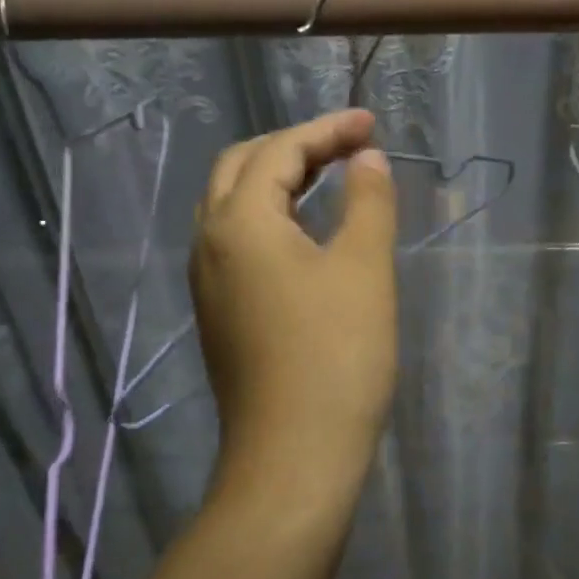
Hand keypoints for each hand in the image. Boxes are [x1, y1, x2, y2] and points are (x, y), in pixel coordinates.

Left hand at [192, 110, 397, 502]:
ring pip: (231, 206)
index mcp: (239, 222)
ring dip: (276, 180)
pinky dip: (268, 217)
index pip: (278, 151)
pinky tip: (304, 234)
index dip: (326, 129)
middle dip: (293, 146)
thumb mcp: (363, 269)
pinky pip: (235, 242)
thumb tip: (365, 158)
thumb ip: (367, 201)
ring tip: (328, 178)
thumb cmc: (336, 356)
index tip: (371, 123)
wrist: (294, 456)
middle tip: (346, 145)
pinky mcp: (218, 314)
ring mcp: (207, 282)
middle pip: (240, 168)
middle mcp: (209, 243)